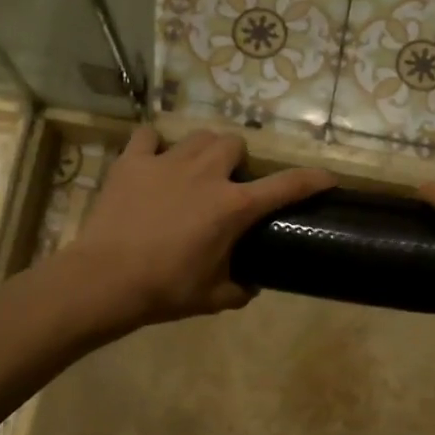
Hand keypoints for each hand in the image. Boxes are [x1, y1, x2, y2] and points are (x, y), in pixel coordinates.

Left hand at [68, 127, 332, 329]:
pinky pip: (148, 137)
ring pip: (199, 136)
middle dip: (238, 160)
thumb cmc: (165, 290)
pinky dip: (154, 145)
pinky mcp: (133, 162)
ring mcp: (167, 162)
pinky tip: (153, 160)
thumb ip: (239, 290)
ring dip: (204, 150)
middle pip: (235, 144)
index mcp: (233, 207)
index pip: (285, 186)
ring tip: (196, 170)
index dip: (312, 179)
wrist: (106, 280)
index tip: (328, 177)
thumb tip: (251, 286)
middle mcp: (206, 174)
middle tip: (230, 183)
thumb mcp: (213, 298)